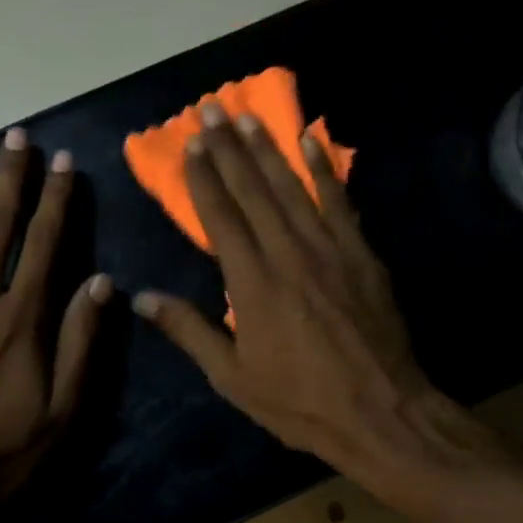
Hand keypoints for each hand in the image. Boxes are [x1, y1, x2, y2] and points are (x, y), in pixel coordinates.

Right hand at [131, 102, 446, 478]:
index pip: (221, 217)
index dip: (204, 178)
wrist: (380, 413)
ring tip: (246, 117)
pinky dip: (324, 170)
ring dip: (267, 149)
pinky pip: (340, 202)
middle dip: (228, 149)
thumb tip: (141, 298)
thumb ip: (189, 331)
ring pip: (292, 188)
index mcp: (251, 284)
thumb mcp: (233, 377)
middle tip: (210, 109)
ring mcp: (329, 250)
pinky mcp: (362, 255)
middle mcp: (288, 254)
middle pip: (252, 191)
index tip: (190, 144)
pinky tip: (310, 141)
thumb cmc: (299, 402)